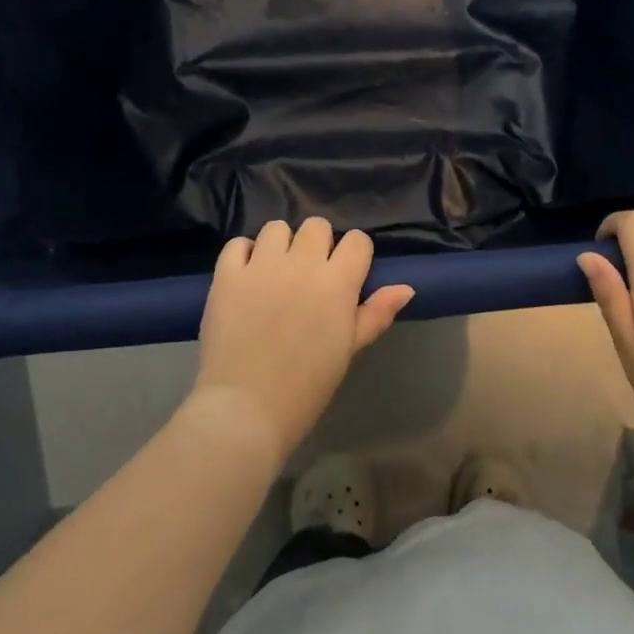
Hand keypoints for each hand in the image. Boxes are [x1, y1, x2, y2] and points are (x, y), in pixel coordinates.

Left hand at [192, 219, 415, 465]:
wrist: (246, 408)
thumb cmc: (306, 387)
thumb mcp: (348, 351)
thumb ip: (375, 314)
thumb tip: (406, 288)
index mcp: (337, 283)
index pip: (357, 240)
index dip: (354, 254)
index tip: (346, 274)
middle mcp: (302, 263)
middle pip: (317, 225)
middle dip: (317, 244)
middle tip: (308, 274)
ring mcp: (261, 265)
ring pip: (277, 228)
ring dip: (280, 245)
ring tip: (275, 272)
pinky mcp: (227, 274)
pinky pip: (237, 244)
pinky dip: (243, 254)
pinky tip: (245, 276)